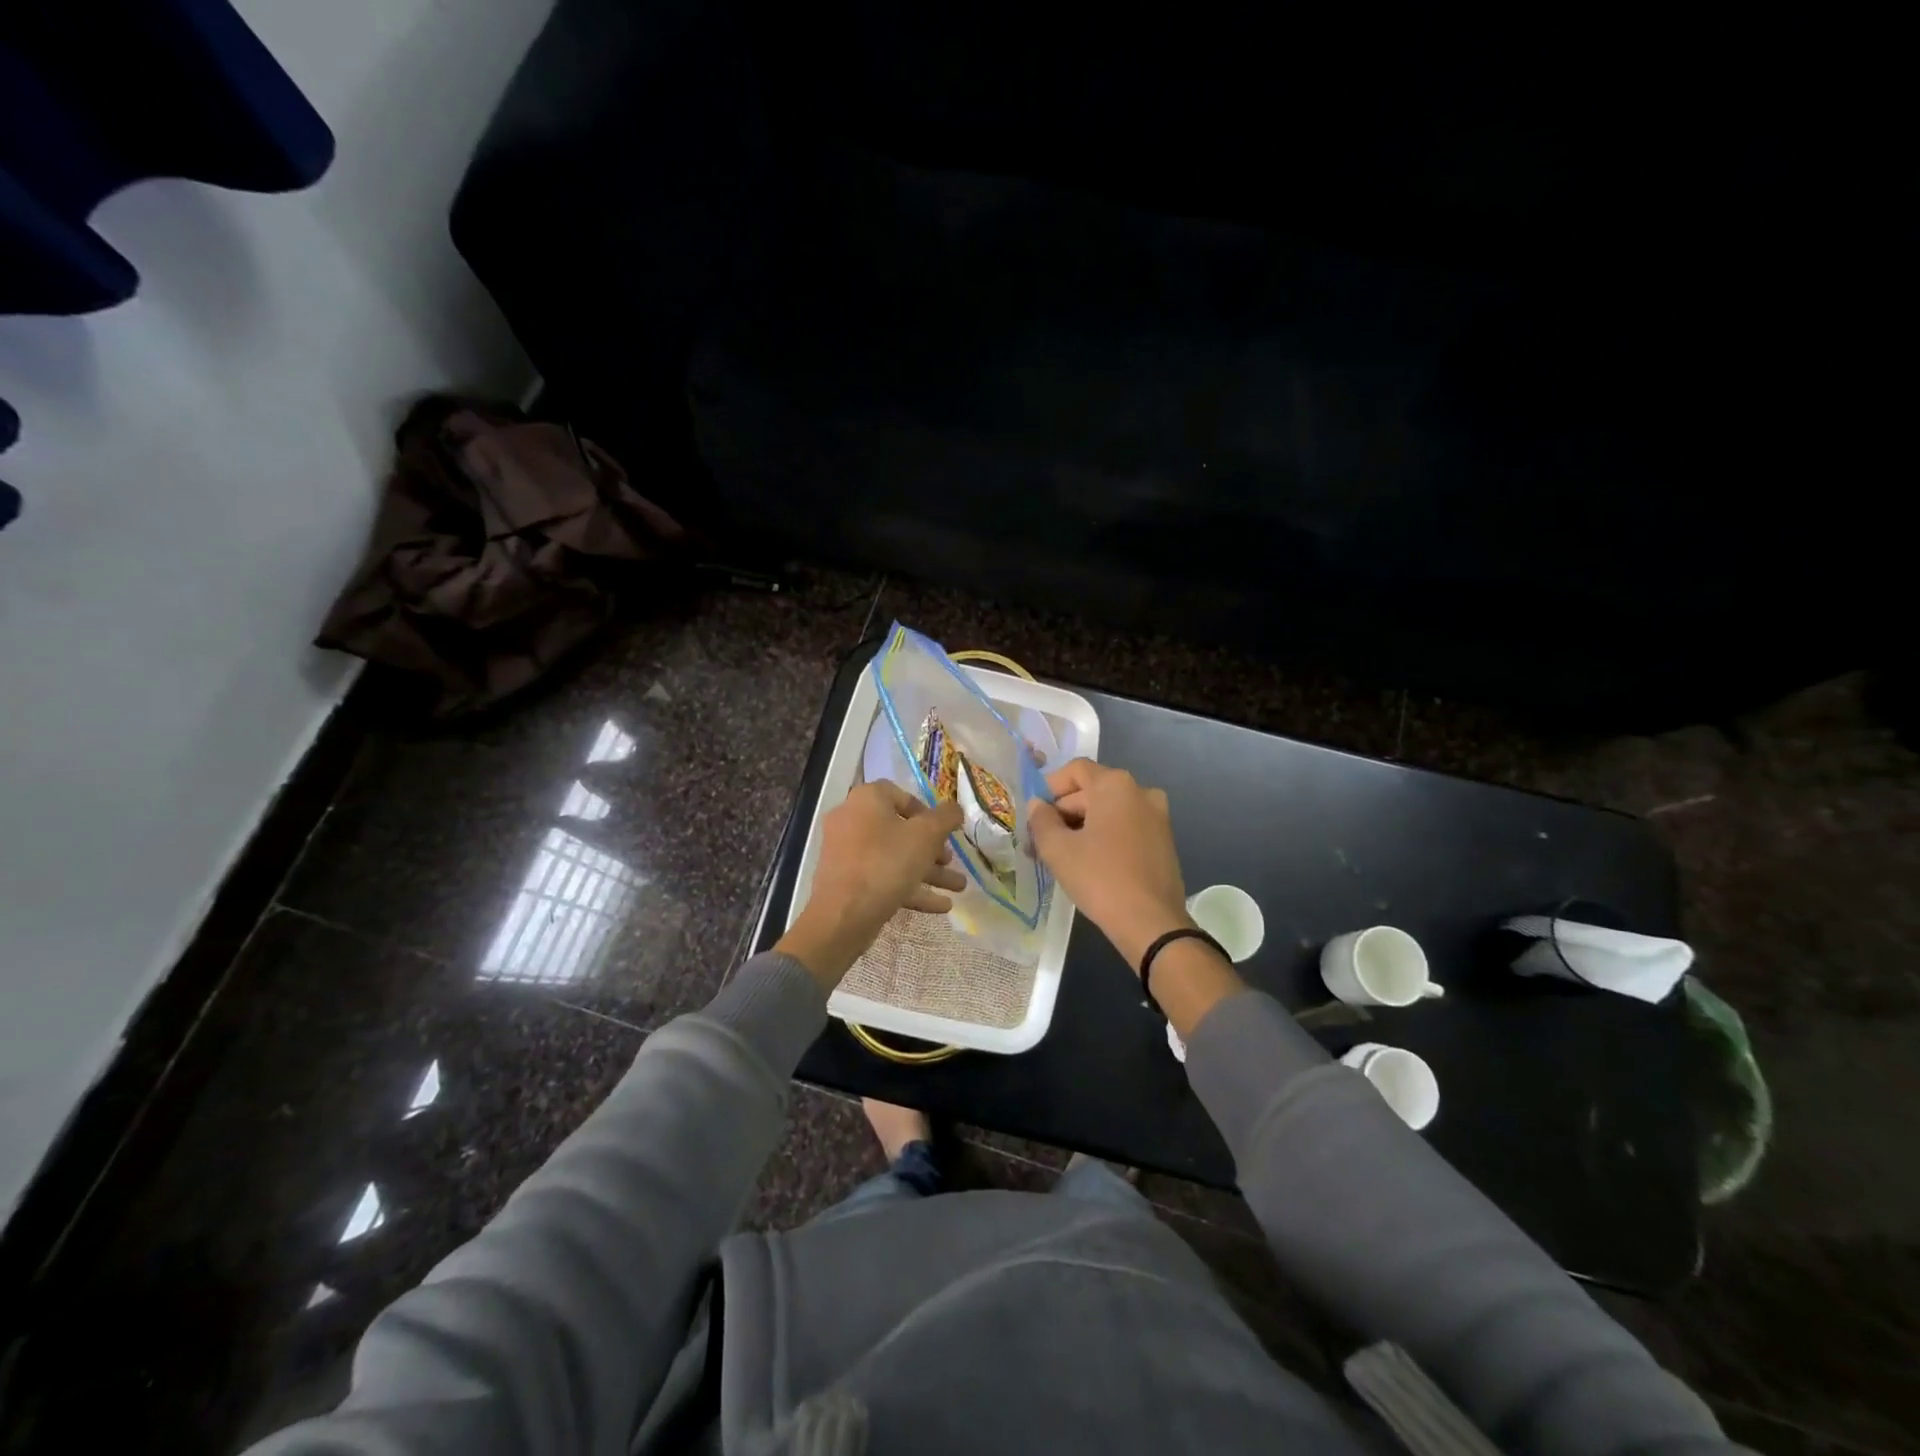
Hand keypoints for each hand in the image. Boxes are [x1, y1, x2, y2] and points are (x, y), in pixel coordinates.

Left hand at [777, 781, 966, 986]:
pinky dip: (910, 888)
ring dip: (928, 872)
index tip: (944, 829)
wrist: (843, 915)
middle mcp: (851, 820)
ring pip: (894, 857)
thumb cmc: (887, 863)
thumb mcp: (926, 835)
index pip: (900, 795)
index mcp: (866, 800)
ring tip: (958, 888)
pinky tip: (941, 906)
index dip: (927, 811)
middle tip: (950, 861)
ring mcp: (846, 853)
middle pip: (900, 830)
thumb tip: (955, 809)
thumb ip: (946, 818)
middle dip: (932, 849)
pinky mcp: (846, 882)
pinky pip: (882, 878)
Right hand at [1028, 759, 1243, 1034]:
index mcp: (1115, 785)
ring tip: (1060, 855)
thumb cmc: (1100, 877)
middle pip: (1092, 790)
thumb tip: (1038, 805)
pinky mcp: (1164, 840)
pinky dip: (1104, 836)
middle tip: (1040, 841)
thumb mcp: (1058, 849)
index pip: (1075, 770)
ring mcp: (1157, 816)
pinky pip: (1126, 827)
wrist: (1151, 923)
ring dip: (1082, 826)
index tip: (1034, 814)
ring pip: (1109, 811)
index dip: (1050, 787)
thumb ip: (1041, 820)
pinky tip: (1088, 863)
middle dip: (1063, 812)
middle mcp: (1141, 791)